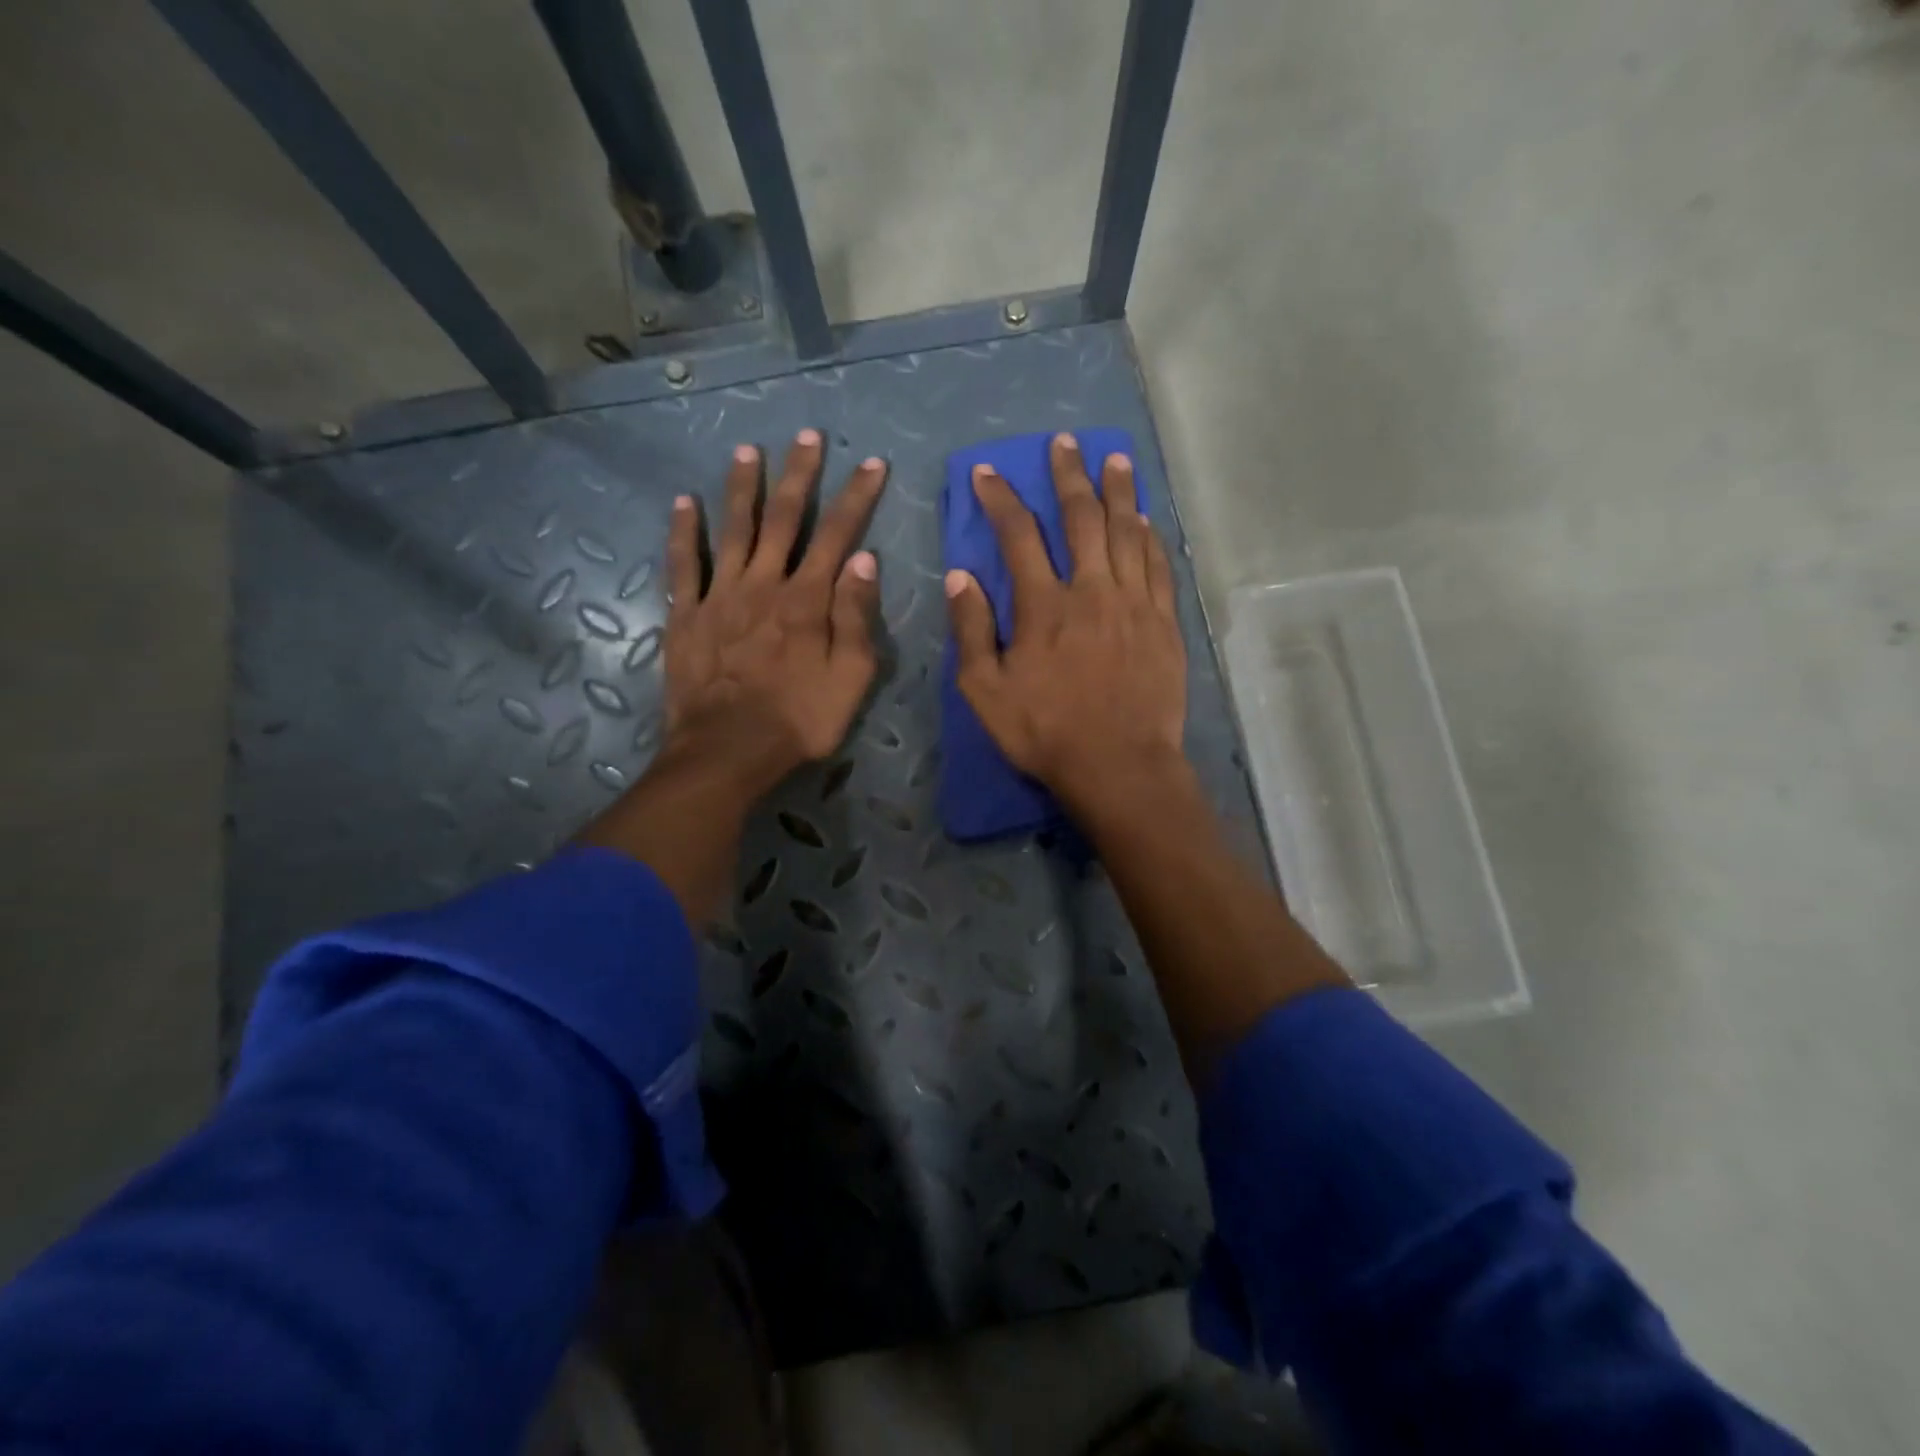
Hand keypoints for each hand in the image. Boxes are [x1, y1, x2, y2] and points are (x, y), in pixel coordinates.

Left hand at [579, 430, 885, 923]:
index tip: (872, 463)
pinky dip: (683, 531)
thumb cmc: (799, 721)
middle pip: (785, 519)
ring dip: (743, 488)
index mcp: (808, 600)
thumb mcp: (850, 679)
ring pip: (734, 529)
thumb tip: (864, 559)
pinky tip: (683, 502)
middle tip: (808, 435)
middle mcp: (764, 584)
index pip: (838, 535)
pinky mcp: (686, 615)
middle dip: (800, 475)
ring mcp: (720, 596)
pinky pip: (683, 564)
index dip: (857, 497)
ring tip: (749, 451)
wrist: (728, 752)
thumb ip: (856, 618)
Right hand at [945, 433, 1186, 817]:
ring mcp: (1134, 604)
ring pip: (1128, 532)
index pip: (1019, 536)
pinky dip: (1150, 538)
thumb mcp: (986, 691)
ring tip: (1115, 460)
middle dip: (1069, 475)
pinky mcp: (1164, 623)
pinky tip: (1146, 520)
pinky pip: (1159, 566)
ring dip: (1119, 492)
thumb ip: (972, 631)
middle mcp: (1092, 591)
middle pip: (1082, 518)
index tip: (989, 472)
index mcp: (1044, 607)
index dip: (1002, 499)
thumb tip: (960, 576)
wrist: (1119, 766)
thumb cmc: (1045, 733)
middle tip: (1065, 442)